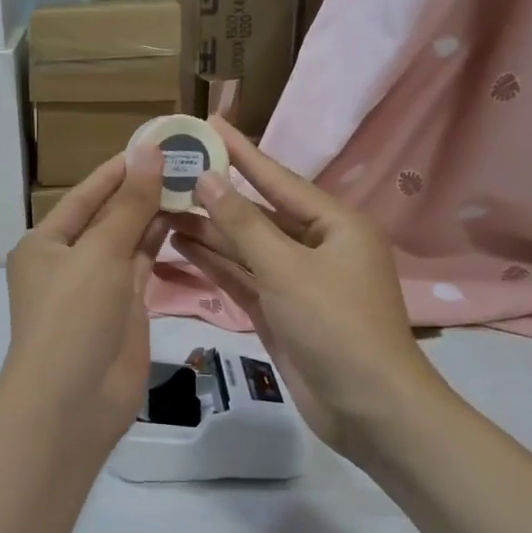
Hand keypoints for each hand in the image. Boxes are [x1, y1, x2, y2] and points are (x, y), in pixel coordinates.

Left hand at [0, 147, 166, 455]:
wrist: (73, 402)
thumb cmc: (73, 317)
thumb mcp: (99, 253)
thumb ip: (129, 205)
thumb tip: (148, 151)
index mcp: (46, 243)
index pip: (86, 195)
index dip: (119, 169)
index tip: (157, 143)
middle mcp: (69, 261)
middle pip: (109, 217)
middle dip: (143, 192)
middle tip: (189, 161)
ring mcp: (98, 287)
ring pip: (130, 242)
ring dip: (157, 217)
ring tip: (196, 185)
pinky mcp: (124, 310)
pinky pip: (145, 269)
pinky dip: (163, 247)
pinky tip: (189, 223)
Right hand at [164, 118, 445, 459]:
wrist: (369, 409)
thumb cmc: (335, 326)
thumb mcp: (286, 268)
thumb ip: (242, 223)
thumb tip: (208, 179)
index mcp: (334, 225)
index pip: (277, 178)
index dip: (242, 151)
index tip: (210, 123)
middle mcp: (316, 246)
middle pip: (257, 213)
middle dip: (215, 196)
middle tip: (170, 172)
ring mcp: (296, 281)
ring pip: (245, 247)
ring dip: (208, 231)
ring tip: (162, 208)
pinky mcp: (280, 311)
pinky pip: (243, 278)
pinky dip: (214, 264)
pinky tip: (180, 246)